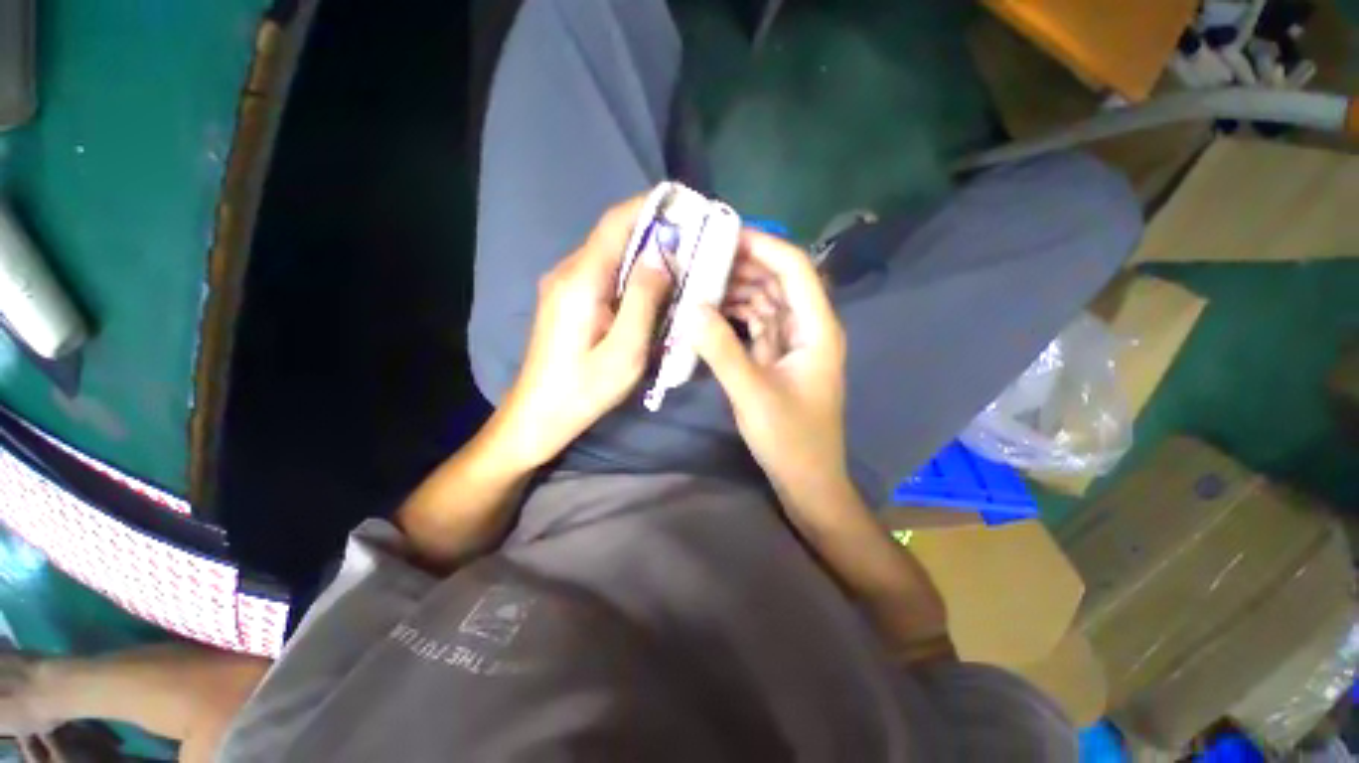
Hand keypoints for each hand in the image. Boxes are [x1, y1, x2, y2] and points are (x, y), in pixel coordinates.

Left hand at [492, 197, 671, 468]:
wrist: (538, 415)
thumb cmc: (583, 391)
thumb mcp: (625, 351)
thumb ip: (643, 300)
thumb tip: (661, 255)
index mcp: (581, 281)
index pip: (615, 223)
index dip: (650, 206)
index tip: (686, 205)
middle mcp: (568, 273)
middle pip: (613, 236)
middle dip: (654, 231)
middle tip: (694, 241)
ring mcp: (563, 286)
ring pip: (610, 255)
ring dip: (644, 254)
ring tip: (681, 264)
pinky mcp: (566, 300)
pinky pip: (603, 274)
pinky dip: (631, 273)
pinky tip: (652, 290)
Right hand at [693, 230, 851, 507]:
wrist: (807, 480)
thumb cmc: (789, 440)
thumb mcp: (752, 393)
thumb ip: (721, 349)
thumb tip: (691, 307)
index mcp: (817, 328)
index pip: (795, 268)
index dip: (763, 245)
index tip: (723, 234)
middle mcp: (809, 328)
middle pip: (779, 280)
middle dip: (744, 264)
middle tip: (702, 256)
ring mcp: (794, 344)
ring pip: (767, 301)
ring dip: (738, 289)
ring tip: (701, 280)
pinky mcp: (779, 359)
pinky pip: (758, 324)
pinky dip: (737, 315)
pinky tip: (711, 312)